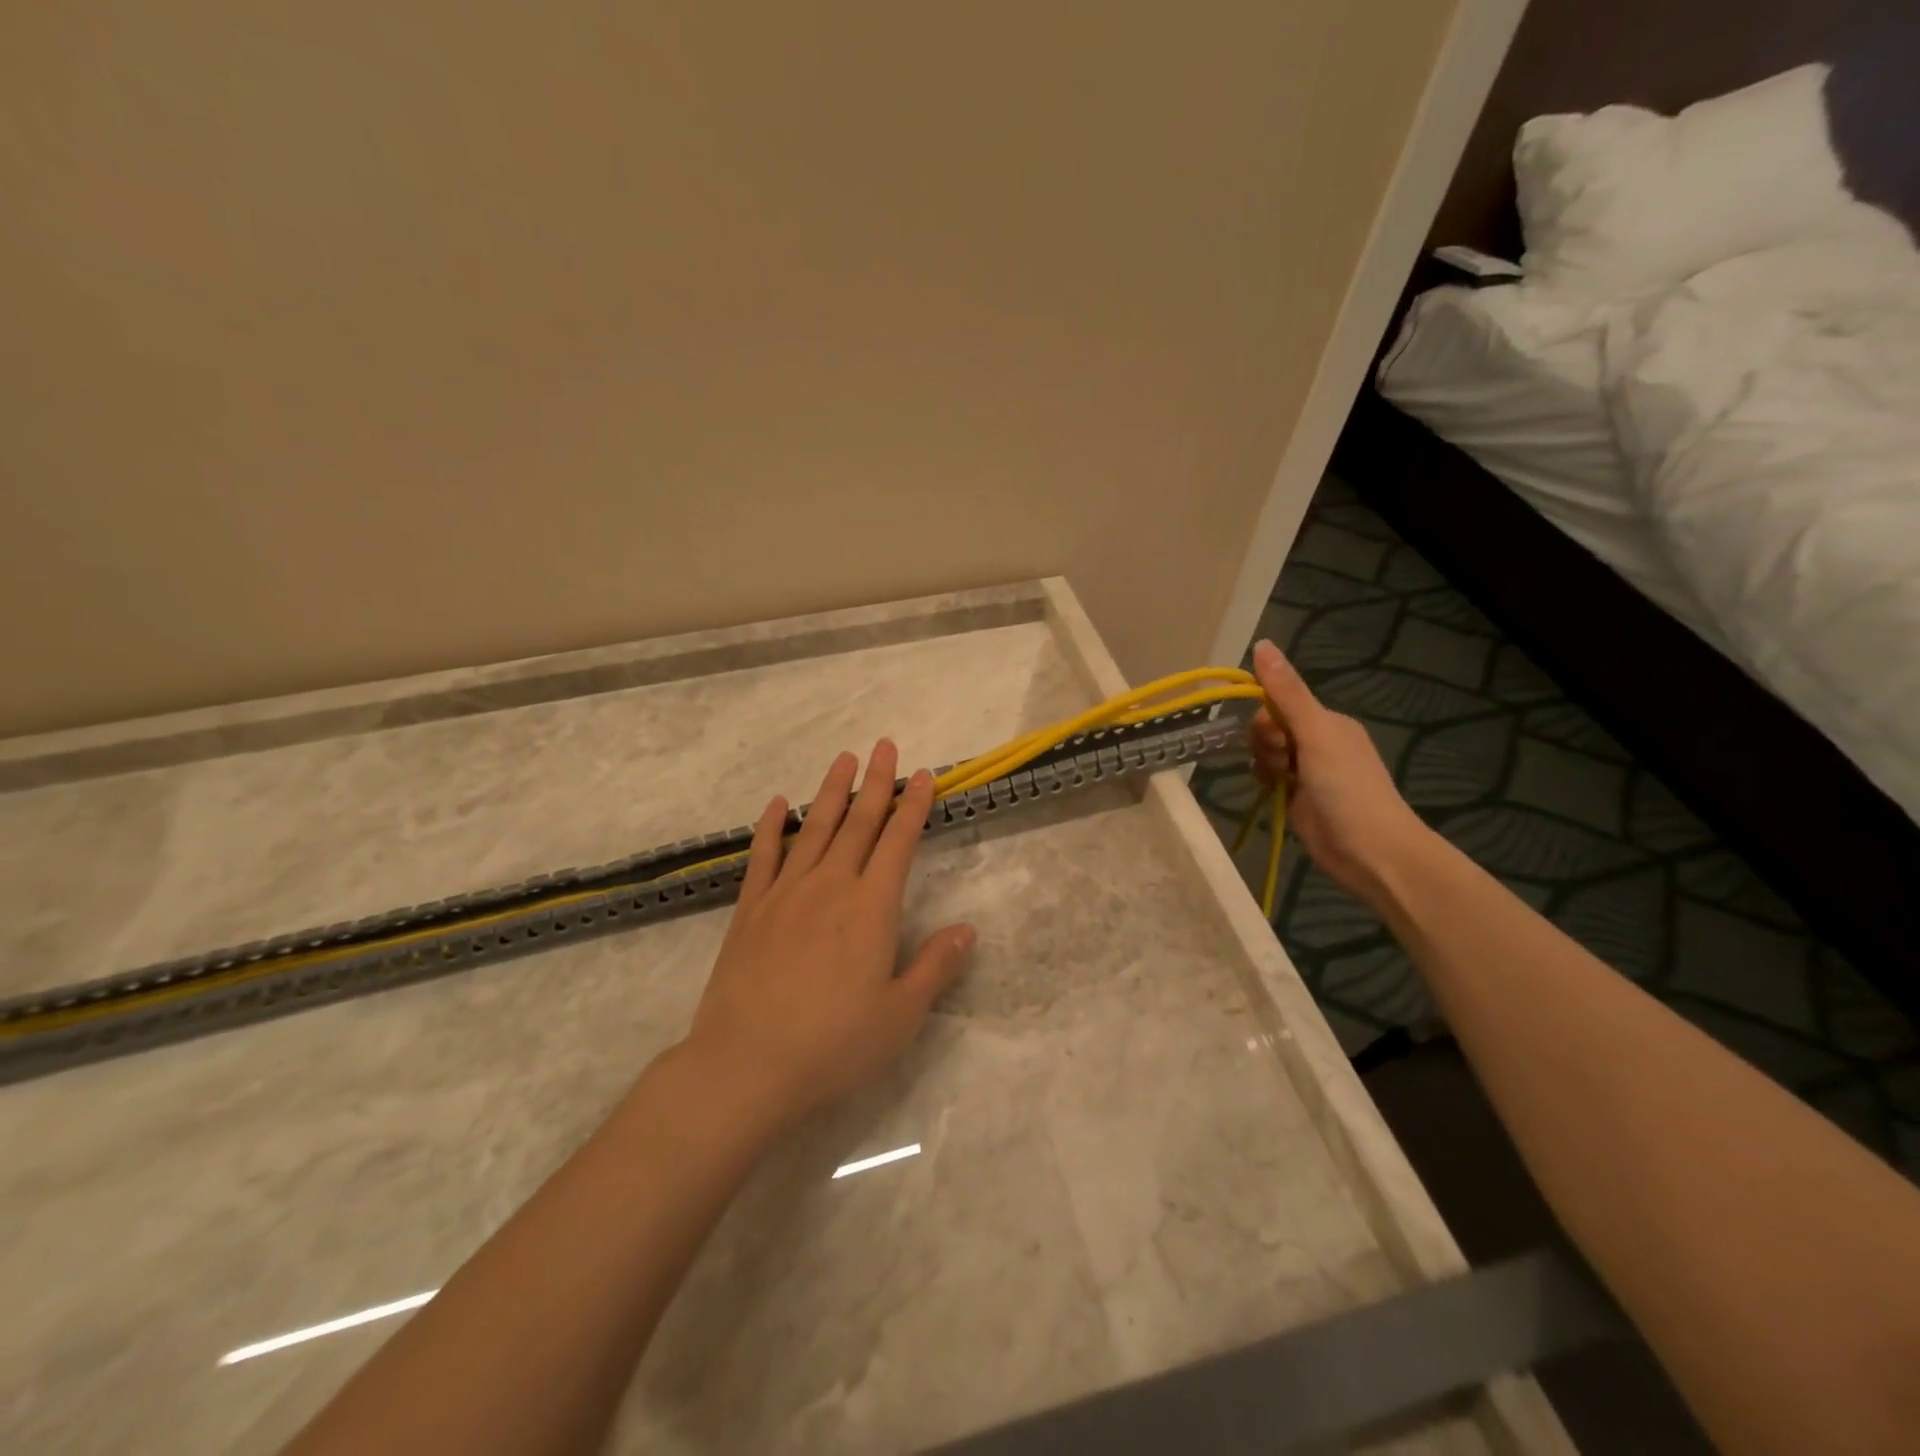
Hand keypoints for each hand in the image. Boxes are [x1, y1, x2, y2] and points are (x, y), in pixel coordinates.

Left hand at [681, 740, 975, 1132]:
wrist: (746, 1065)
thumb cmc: (834, 1045)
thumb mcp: (900, 1015)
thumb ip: (935, 967)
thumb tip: (967, 930)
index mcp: (871, 907)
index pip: (898, 842)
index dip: (913, 806)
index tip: (923, 775)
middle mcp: (830, 886)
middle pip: (858, 823)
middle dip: (876, 783)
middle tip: (885, 746)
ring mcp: (786, 894)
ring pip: (815, 829)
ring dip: (832, 792)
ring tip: (844, 759)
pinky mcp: (750, 910)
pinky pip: (764, 856)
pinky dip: (772, 827)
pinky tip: (779, 804)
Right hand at [1248, 639, 1433, 907]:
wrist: (1370, 851)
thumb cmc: (1347, 787)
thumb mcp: (1316, 733)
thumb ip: (1287, 692)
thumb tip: (1262, 643)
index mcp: (1327, 722)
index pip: (1278, 702)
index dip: (1266, 718)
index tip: (1275, 738)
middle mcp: (1318, 742)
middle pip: (1270, 728)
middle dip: (1265, 743)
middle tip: (1281, 764)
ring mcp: (1308, 773)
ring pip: (1266, 753)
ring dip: (1264, 764)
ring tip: (1278, 783)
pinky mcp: (1298, 799)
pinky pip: (1270, 778)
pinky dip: (1266, 782)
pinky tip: (1271, 792)